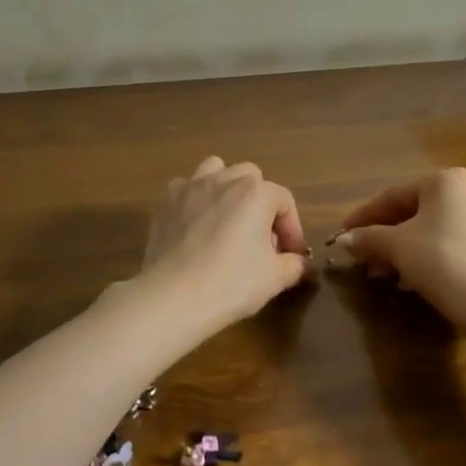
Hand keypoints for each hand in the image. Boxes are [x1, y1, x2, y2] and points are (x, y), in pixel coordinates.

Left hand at [113, 156, 308, 343]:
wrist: (173, 296)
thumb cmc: (231, 284)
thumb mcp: (275, 279)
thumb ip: (294, 264)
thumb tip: (298, 262)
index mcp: (256, 193)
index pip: (284, 200)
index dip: (292, 228)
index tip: (290, 254)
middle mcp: (225, 179)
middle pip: (252, 178)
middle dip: (261, 202)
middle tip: (260, 236)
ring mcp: (192, 186)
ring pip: (217, 169)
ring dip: (227, 187)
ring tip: (228, 217)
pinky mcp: (167, 201)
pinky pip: (187, 186)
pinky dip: (196, 198)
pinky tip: (196, 223)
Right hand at [336, 168, 465, 325]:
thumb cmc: (442, 262)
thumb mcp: (397, 247)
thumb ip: (368, 238)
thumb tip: (344, 240)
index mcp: (446, 180)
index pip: (393, 195)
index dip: (364, 216)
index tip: (342, 234)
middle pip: (413, 212)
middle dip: (384, 237)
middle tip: (362, 259)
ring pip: (431, 229)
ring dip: (403, 249)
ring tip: (381, 273)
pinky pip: (450, 242)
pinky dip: (426, 255)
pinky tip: (409, 280)